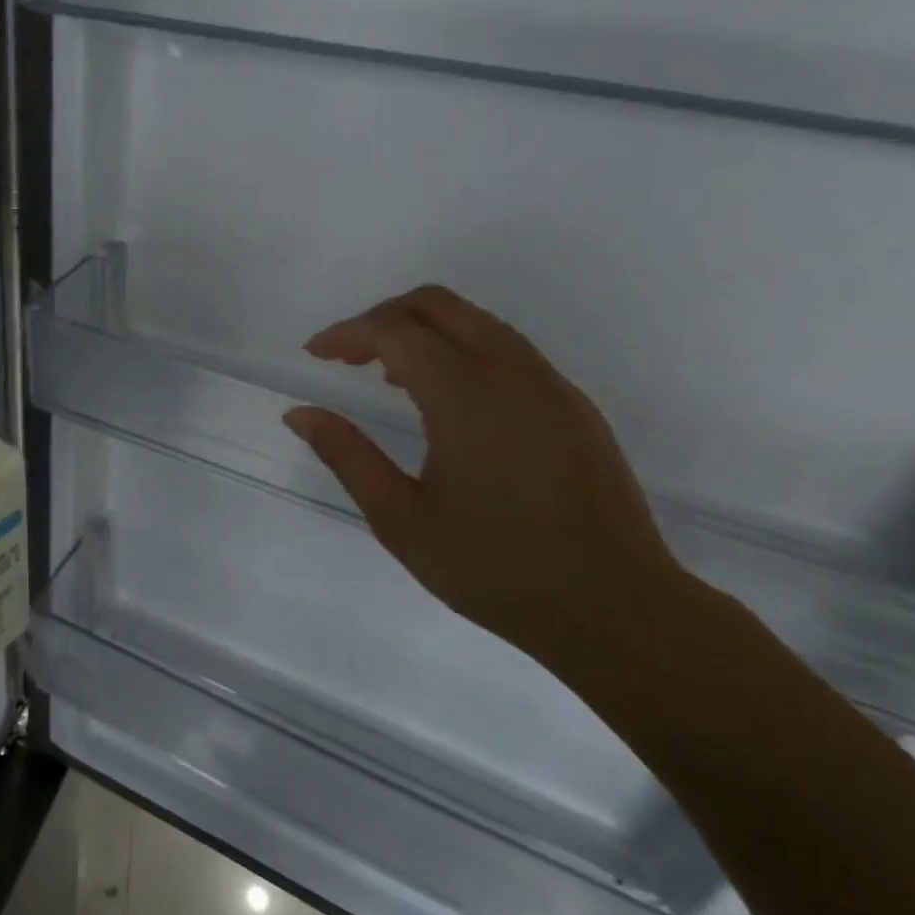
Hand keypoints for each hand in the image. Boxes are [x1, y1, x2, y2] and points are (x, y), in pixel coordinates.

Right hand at [283, 286, 685, 671]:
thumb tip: (299, 414)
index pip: (394, 331)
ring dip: (423, 332)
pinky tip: (447, 402)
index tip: (314, 354)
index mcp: (465, 396)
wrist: (615, 609)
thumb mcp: (400, 519)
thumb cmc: (494, 568)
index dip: (346, 333)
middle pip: (437, 305)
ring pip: (476, 321)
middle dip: (382, 318)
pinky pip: (507, 350)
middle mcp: (511, 372)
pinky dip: (461, 350)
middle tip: (347, 357)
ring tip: (389, 377)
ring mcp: (550, 385)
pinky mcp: (573, 405)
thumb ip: (346, 455)